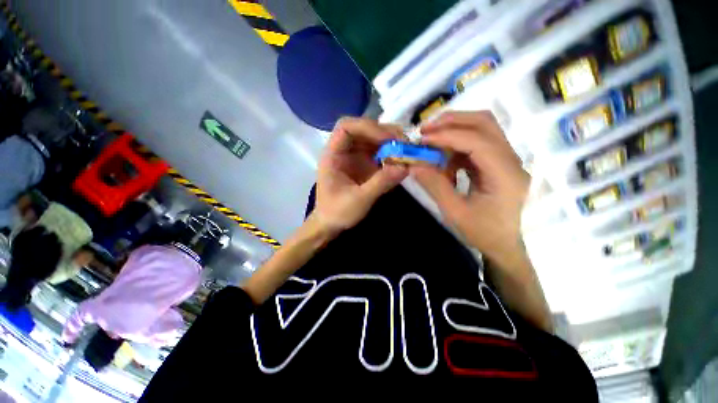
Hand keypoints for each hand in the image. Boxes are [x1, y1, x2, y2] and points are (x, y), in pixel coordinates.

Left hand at [315, 118, 407, 233]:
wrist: (331, 224)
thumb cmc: (337, 212)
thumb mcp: (359, 200)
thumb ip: (380, 183)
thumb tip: (406, 167)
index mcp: (333, 155)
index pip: (346, 127)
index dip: (368, 127)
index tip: (388, 139)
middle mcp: (343, 151)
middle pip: (362, 129)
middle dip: (383, 133)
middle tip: (404, 142)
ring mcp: (353, 156)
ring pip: (372, 139)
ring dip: (389, 142)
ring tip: (406, 150)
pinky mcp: (363, 164)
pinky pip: (377, 152)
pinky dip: (390, 153)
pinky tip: (400, 160)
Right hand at [411, 111, 529, 269]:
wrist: (503, 245)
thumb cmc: (482, 233)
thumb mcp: (454, 212)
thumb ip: (434, 186)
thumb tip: (414, 165)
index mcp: (505, 176)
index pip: (477, 142)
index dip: (447, 136)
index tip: (422, 139)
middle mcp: (511, 161)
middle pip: (485, 123)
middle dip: (452, 121)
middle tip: (426, 129)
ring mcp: (506, 160)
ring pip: (482, 129)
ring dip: (454, 130)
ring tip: (431, 141)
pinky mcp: (497, 162)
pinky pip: (476, 144)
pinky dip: (456, 146)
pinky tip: (443, 159)